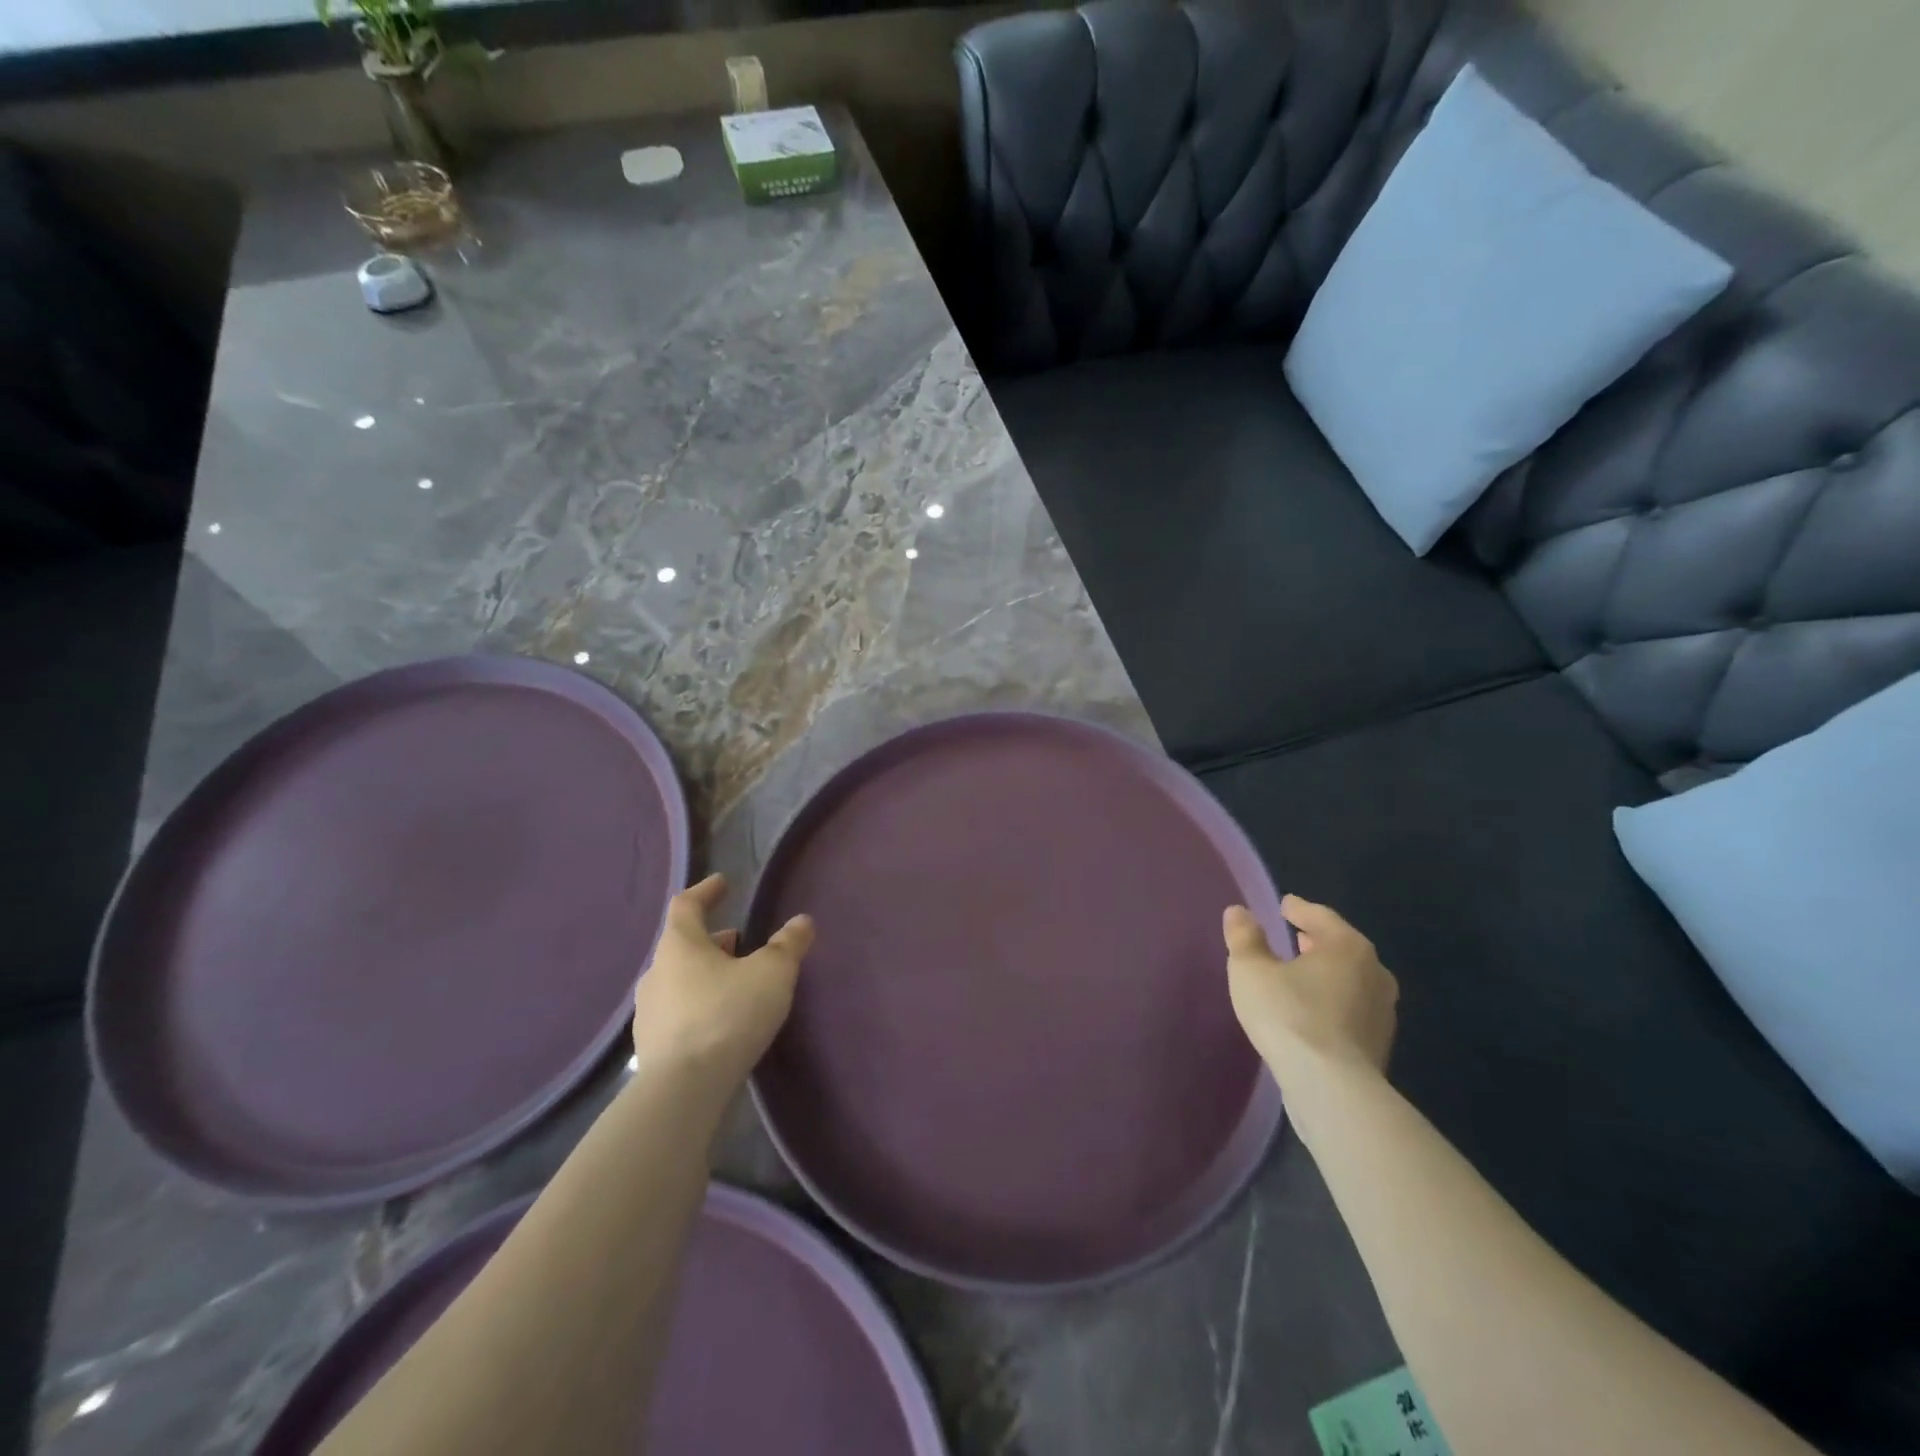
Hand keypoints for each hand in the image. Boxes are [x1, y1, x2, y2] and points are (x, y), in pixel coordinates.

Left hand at [631, 873, 813, 1094]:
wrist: (683, 1090)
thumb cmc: (728, 1015)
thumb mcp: (772, 974)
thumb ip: (788, 944)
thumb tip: (802, 921)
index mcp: (680, 946)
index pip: (687, 905)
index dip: (706, 891)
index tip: (722, 883)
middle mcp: (656, 973)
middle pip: (683, 944)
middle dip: (713, 939)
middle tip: (740, 940)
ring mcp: (649, 1012)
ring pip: (680, 979)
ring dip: (705, 973)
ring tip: (735, 982)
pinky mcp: (652, 1047)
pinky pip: (678, 1012)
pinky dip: (699, 1004)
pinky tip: (721, 1020)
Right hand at [1224, 895, 1397, 1084]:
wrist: (1332, 1088)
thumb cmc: (1289, 1015)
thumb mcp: (1251, 970)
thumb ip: (1244, 937)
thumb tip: (1238, 912)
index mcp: (1347, 946)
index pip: (1321, 916)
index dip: (1299, 909)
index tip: (1285, 905)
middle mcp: (1374, 972)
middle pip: (1342, 947)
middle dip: (1317, 941)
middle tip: (1295, 937)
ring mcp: (1382, 1011)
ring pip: (1350, 979)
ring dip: (1327, 973)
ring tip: (1302, 975)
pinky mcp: (1379, 1044)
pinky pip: (1351, 1009)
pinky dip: (1333, 1001)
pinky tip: (1312, 1011)